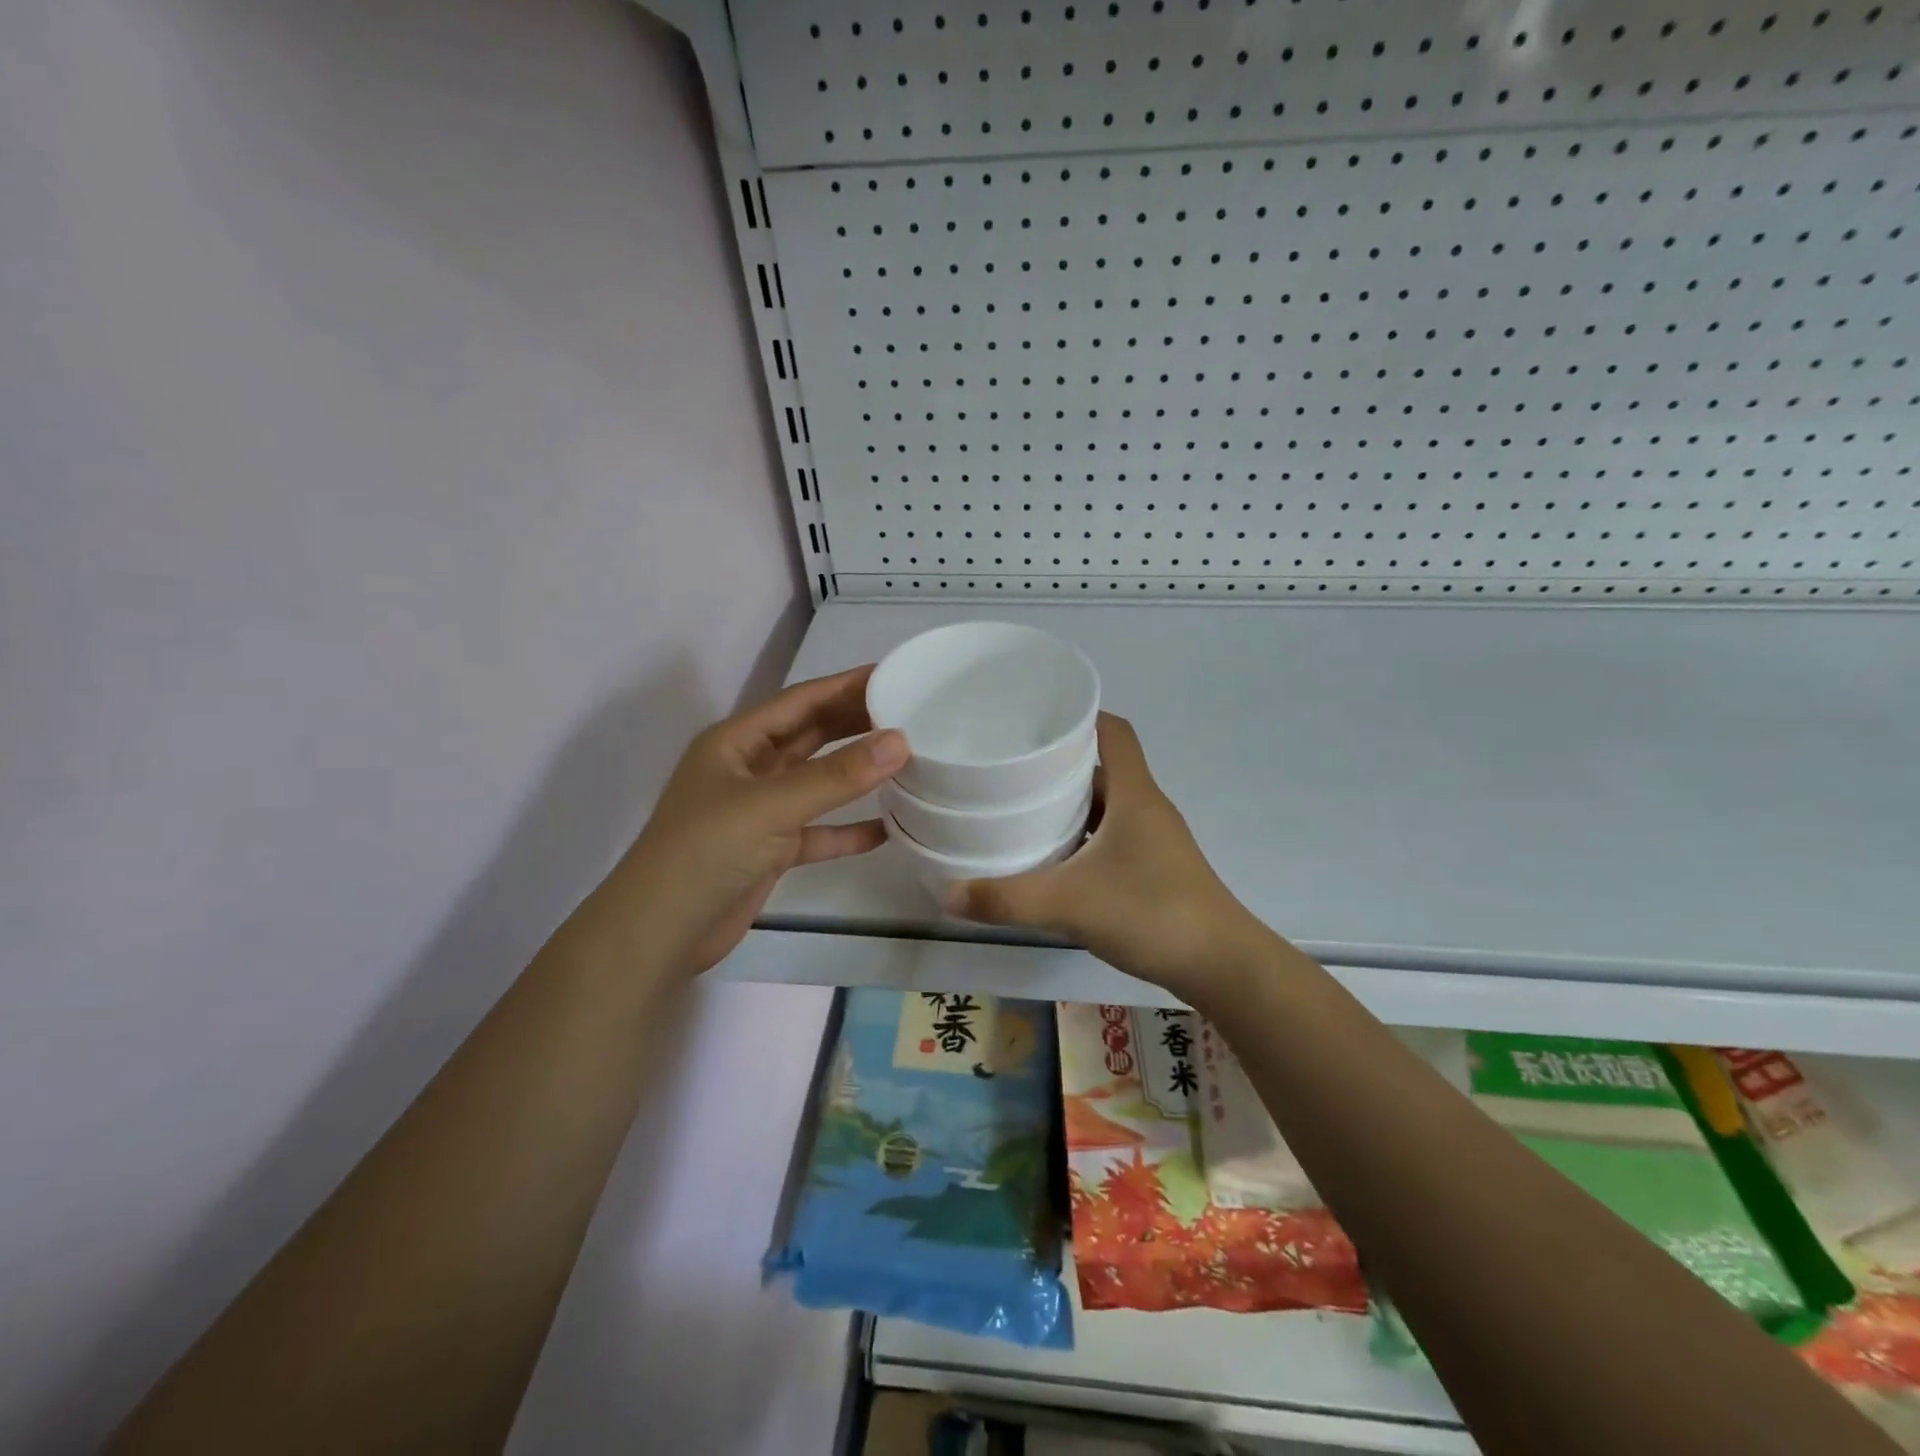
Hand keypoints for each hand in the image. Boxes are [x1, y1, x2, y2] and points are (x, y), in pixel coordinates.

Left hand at [591, 666, 907, 974]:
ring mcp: (759, 811)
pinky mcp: (770, 851)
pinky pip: (818, 831)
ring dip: (855, 774)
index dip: (845, 685)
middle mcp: (748, 769)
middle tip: (909, 712)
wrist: (661, 932)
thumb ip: (836, 775)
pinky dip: (848, 830)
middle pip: (810, 736)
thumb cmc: (707, 850)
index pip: (800, 701)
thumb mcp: (772, 805)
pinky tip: (886, 829)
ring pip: (817, 783)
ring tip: (906, 760)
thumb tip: (900, 741)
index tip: (892, 675)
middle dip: (855, 723)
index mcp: (736, 742)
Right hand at [946, 713, 1268, 1004]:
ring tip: (1022, 811)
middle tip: (1011, 769)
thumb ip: (1007, 899)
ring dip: (1071, 805)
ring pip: (1107, 805)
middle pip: (1103, 767)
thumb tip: (947, 894)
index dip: (1079, 717)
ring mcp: (1155, 840)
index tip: (1035, 721)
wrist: (1223, 967)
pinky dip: (1083, 838)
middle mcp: (1147, 808)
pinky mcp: (1155, 870)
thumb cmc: (1151, 913)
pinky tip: (1054, 860)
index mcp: (1135, 794)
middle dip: (1060, 764)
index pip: (1113, 731)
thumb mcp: (1069, 904)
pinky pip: (1112, 837)